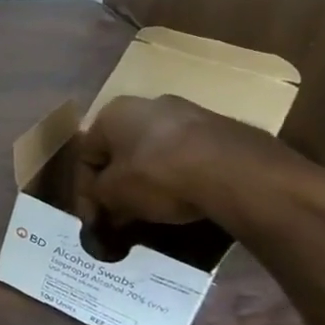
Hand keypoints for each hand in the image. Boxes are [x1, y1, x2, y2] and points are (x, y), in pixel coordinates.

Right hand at [71, 94, 324, 232]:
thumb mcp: (113, 194)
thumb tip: (100, 210)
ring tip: (154, 210)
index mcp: (112, 112)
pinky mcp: (223, 129)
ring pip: (156, 152)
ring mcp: (190, 113)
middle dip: (118, 183)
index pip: (86, 156)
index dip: (85, 192)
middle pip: (122, 151)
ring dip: (149, 179)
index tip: (94, 220)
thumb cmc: (158, 175)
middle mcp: (147, 103)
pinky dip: (181, 177)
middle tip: (121, 215)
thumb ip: (98, 199)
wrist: (238, 172)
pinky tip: (186, 199)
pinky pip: (189, 156)